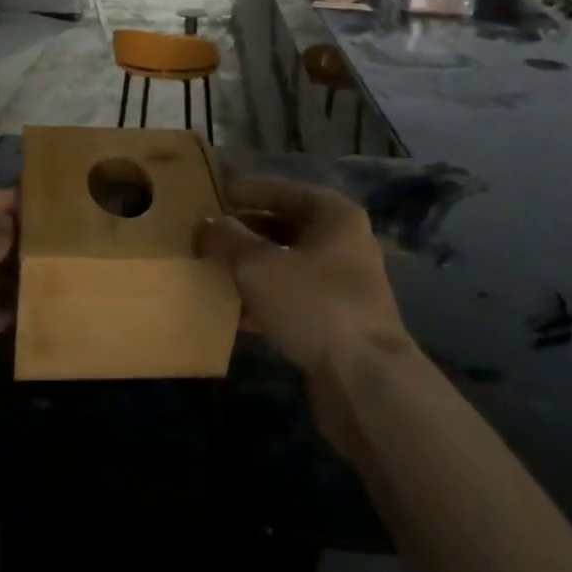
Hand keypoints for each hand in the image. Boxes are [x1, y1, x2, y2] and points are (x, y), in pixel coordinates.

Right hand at [195, 177, 414, 460]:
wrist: (365, 381)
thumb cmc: (313, 305)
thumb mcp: (257, 265)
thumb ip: (227, 239)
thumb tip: (206, 225)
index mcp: (334, 216)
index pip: (281, 190)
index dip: (244, 191)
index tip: (211, 193)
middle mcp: (344, 243)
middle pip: (284, 227)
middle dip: (244, 232)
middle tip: (206, 233)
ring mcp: (342, 284)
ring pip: (286, 264)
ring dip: (250, 268)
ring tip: (211, 269)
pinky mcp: (336, 321)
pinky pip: (291, 298)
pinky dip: (263, 300)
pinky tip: (231, 311)